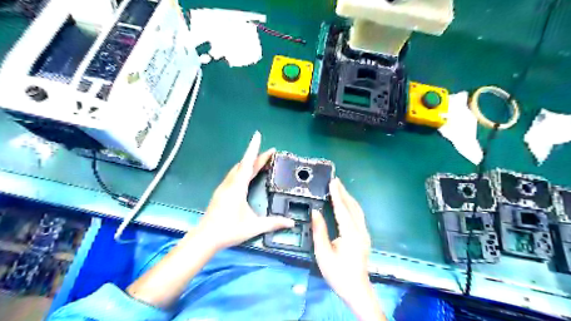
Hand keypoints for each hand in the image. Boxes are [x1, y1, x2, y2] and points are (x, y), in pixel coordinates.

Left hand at [197, 132, 294, 250]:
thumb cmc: (229, 230)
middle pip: (244, 164)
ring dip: (249, 163)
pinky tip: (246, 174)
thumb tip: (291, 223)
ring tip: (261, 161)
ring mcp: (224, 187)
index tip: (257, 135)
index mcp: (237, 187)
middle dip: (257, 156)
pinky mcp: (221, 192)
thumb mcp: (254, 226)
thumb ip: (273, 223)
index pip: (247, 163)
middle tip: (270, 152)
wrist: (205, 238)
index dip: (253, 148)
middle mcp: (230, 183)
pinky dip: (243, 170)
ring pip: (237, 169)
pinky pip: (234, 175)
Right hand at [312, 178, 387, 320]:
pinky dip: (351, 206)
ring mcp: (364, 234)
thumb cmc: (337, 273)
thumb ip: (319, 231)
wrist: (356, 289)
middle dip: (343, 193)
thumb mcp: (323, 253)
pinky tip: (346, 203)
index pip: (342, 209)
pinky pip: (358, 216)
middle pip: (352, 207)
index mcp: (350, 234)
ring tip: (340, 188)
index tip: (332, 182)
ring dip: (348, 198)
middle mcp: (360, 231)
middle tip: (335, 180)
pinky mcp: (364, 237)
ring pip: (358, 210)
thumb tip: (315, 212)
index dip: (337, 195)